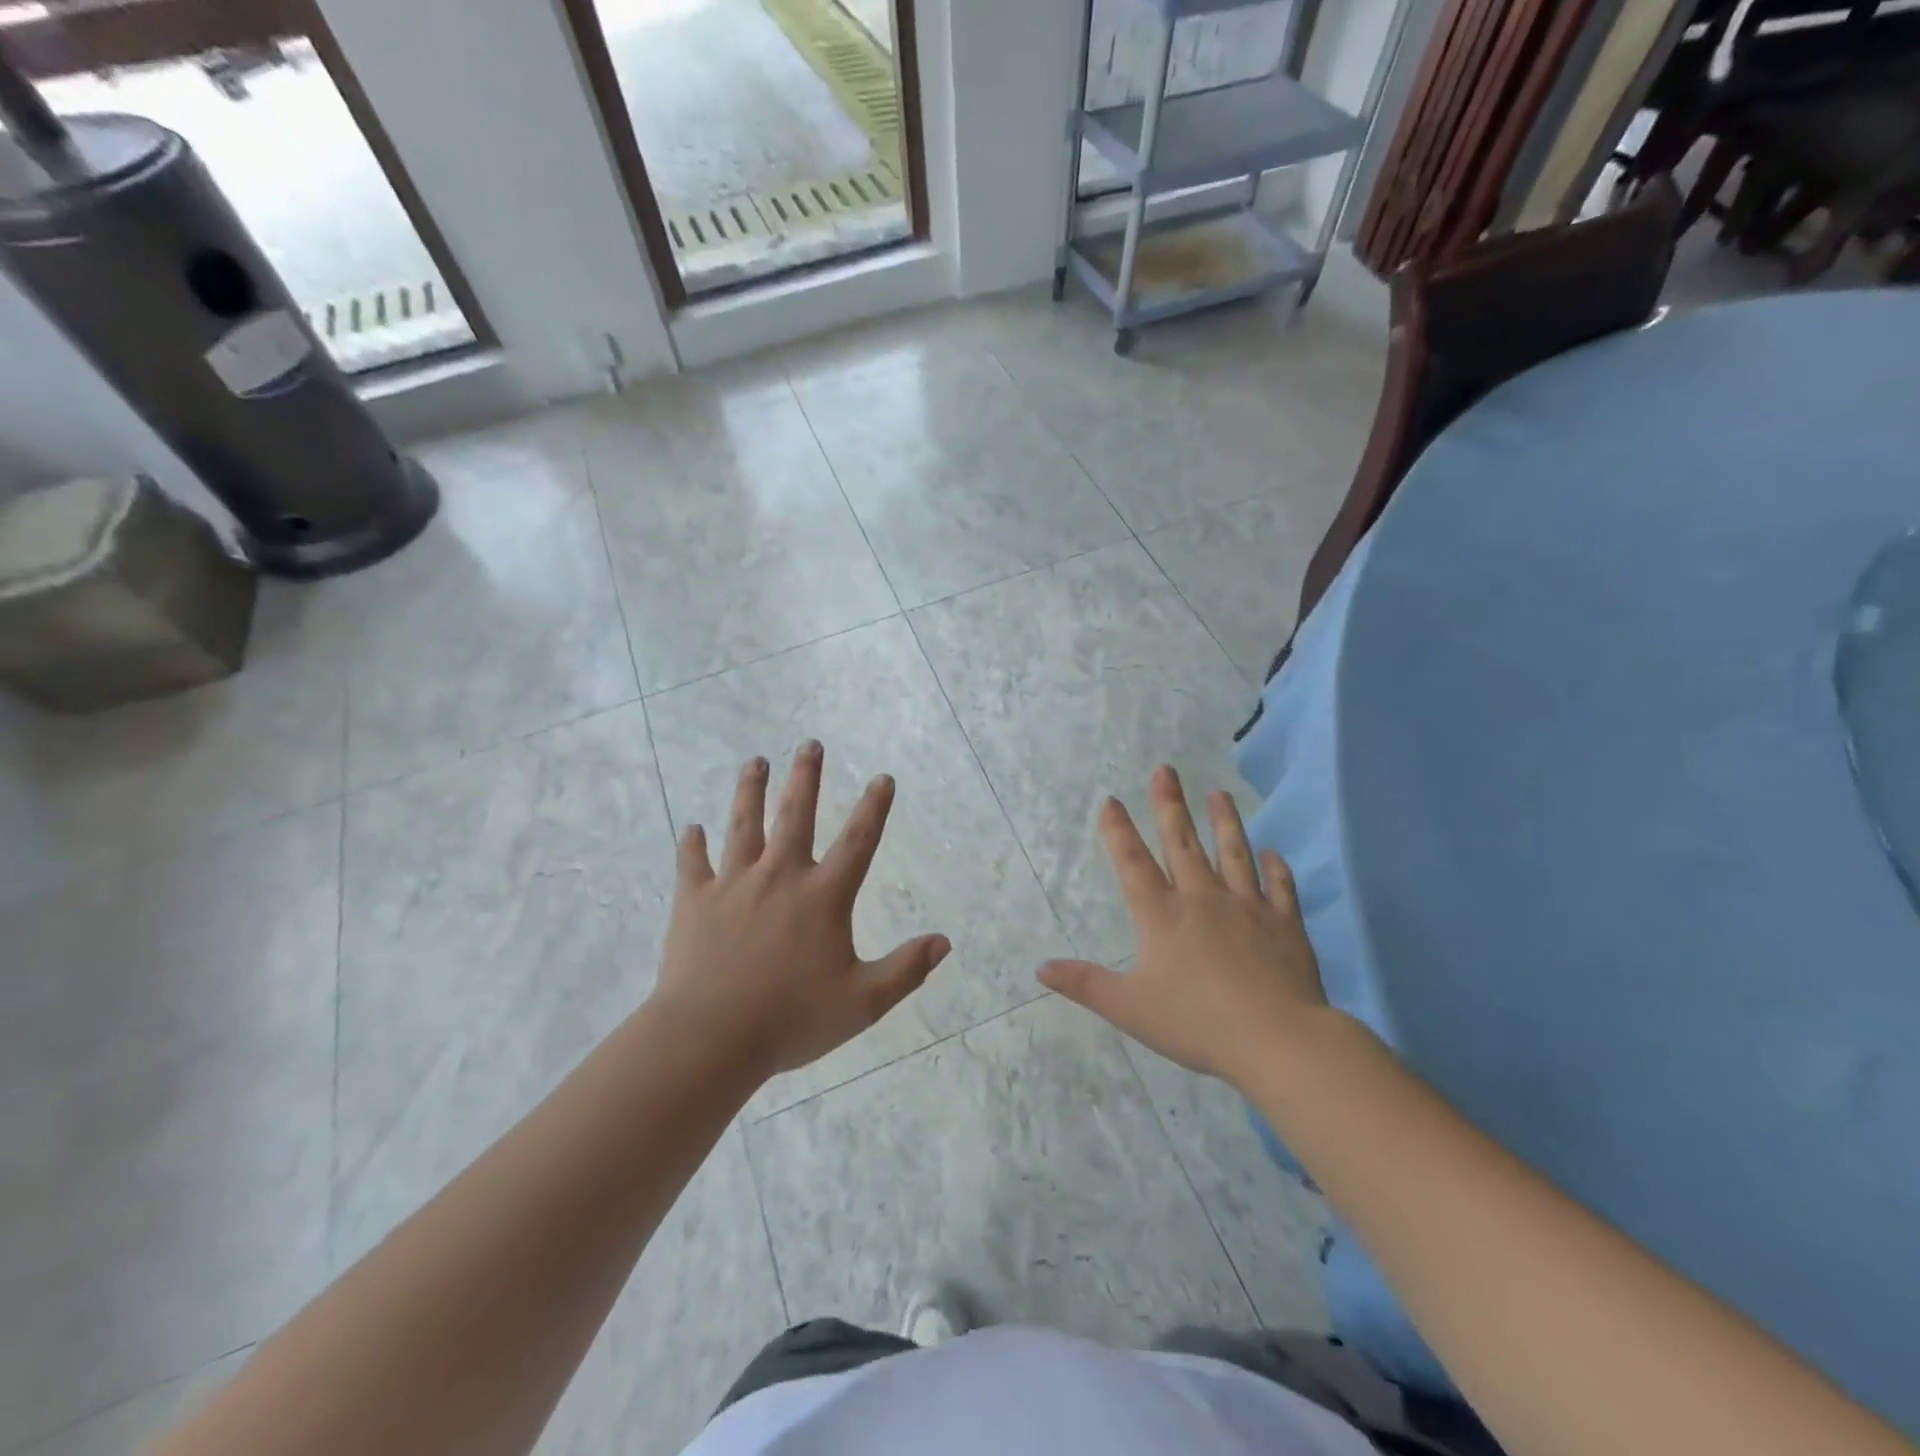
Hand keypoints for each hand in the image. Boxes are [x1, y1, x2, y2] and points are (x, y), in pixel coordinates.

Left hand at [652, 740, 949, 1079]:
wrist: (710, 1038)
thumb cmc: (791, 1020)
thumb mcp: (862, 1002)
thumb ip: (905, 970)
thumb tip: (944, 942)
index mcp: (822, 897)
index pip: (857, 841)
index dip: (873, 808)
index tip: (882, 777)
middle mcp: (780, 877)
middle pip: (795, 815)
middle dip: (805, 777)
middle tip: (809, 743)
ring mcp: (733, 885)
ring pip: (743, 826)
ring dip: (749, 791)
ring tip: (754, 761)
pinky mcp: (694, 902)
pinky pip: (693, 865)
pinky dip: (693, 845)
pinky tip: (692, 828)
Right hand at [1039, 765, 1329, 1087]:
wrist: (1275, 1038)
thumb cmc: (1195, 1022)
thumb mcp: (1128, 1007)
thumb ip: (1085, 984)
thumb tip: (1040, 968)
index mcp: (1161, 915)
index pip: (1132, 863)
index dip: (1118, 831)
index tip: (1110, 800)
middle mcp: (1202, 898)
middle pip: (1182, 843)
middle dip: (1169, 805)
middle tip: (1165, 770)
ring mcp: (1247, 906)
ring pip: (1233, 854)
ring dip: (1224, 822)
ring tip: (1218, 794)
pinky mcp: (1284, 923)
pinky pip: (1279, 888)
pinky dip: (1275, 869)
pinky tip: (1273, 852)